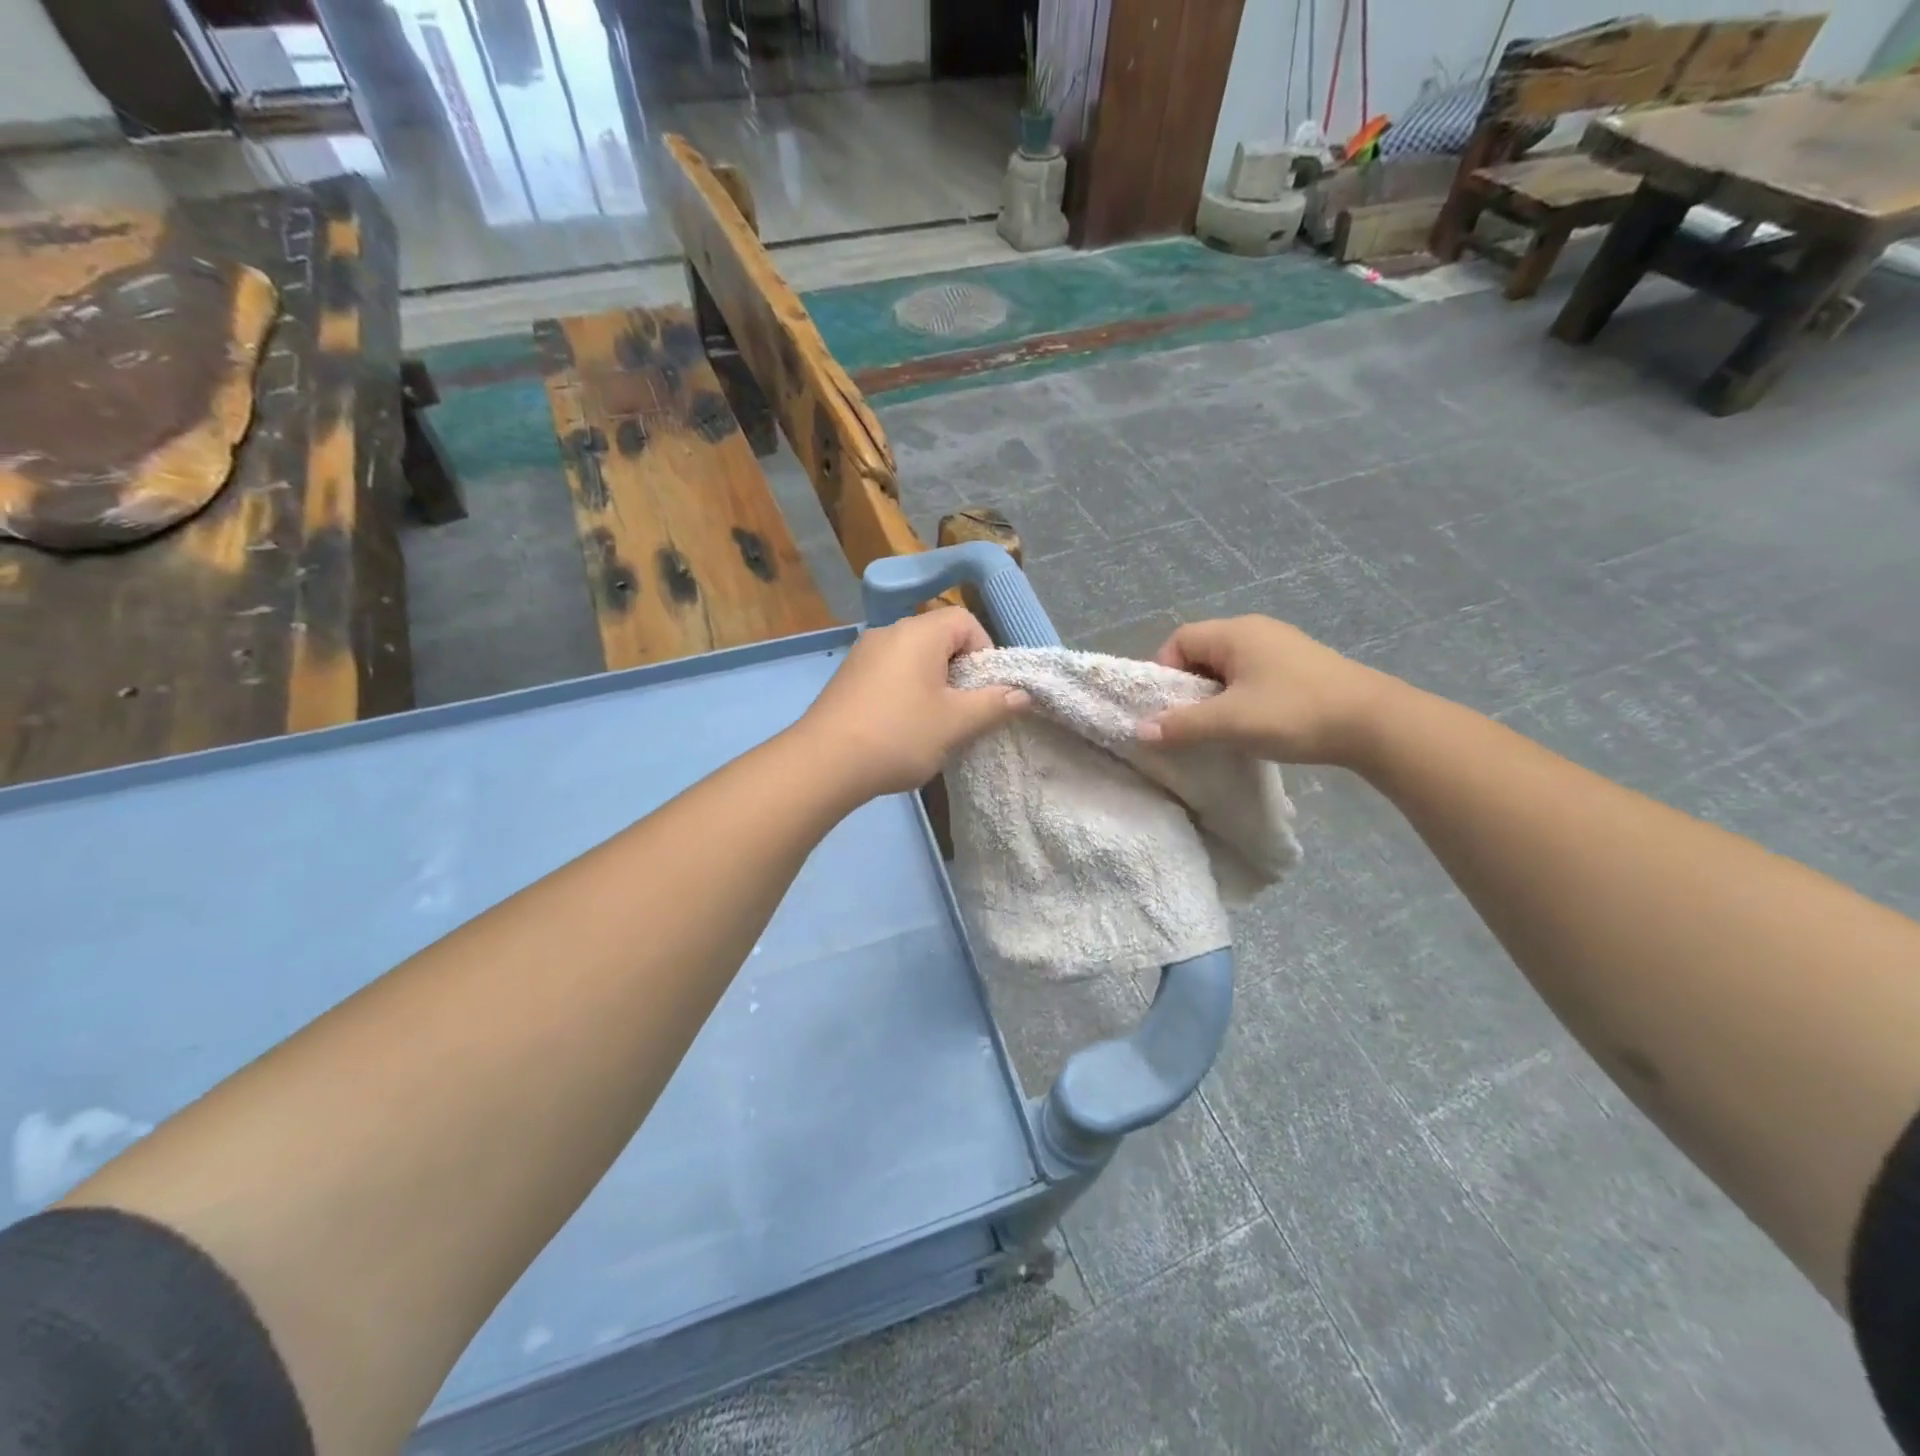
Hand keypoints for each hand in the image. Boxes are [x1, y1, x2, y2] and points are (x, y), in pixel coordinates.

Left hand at [799, 607, 1029, 797]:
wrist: (823, 763)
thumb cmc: (899, 735)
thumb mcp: (956, 723)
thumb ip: (994, 705)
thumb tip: (1022, 694)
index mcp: (918, 632)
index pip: (965, 621)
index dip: (985, 652)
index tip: (983, 691)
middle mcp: (889, 632)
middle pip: (939, 639)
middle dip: (959, 673)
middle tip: (962, 712)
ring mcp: (863, 654)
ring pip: (913, 659)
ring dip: (932, 686)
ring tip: (933, 725)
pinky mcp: (846, 678)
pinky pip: (889, 674)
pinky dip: (905, 693)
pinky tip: (900, 729)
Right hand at [1137, 615, 1403, 766]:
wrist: (1375, 724)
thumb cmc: (1294, 713)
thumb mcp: (1230, 722)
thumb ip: (1182, 725)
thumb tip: (1140, 730)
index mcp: (1235, 633)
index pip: (1179, 640)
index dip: (1164, 672)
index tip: (1167, 708)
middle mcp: (1256, 631)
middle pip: (1202, 653)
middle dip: (1189, 688)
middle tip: (1189, 722)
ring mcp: (1282, 648)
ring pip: (1229, 668)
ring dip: (1215, 697)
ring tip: (1219, 728)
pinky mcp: (1301, 668)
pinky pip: (1253, 677)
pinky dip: (1241, 699)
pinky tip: (1251, 725)